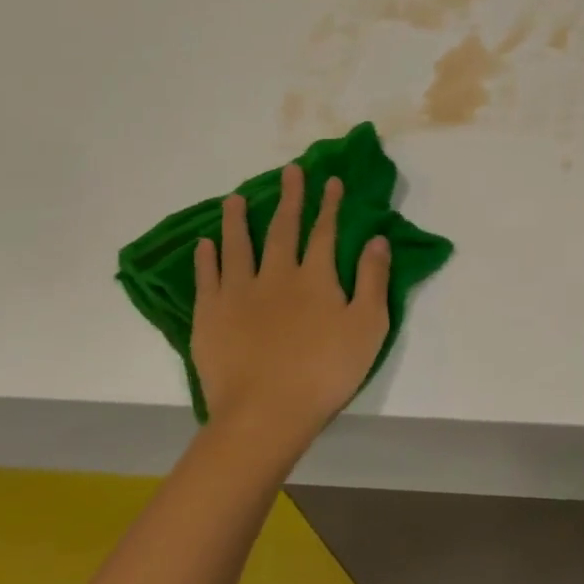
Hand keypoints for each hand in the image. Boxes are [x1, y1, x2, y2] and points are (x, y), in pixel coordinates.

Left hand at [191, 164, 391, 455]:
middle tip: (290, 171)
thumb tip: (377, 238)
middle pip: (282, 228)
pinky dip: (207, 257)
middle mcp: (276, 274)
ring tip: (234, 197)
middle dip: (289, 198)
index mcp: (316, 278)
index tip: (330, 180)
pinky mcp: (210, 315)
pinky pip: (207, 277)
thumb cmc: (325, 372)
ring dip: (238, 219)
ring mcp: (238, 293)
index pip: (325, 231)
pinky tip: (205, 243)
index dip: (329, 204)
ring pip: (238, 245)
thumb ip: (373, 279)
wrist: (265, 412)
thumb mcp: (368, 327)